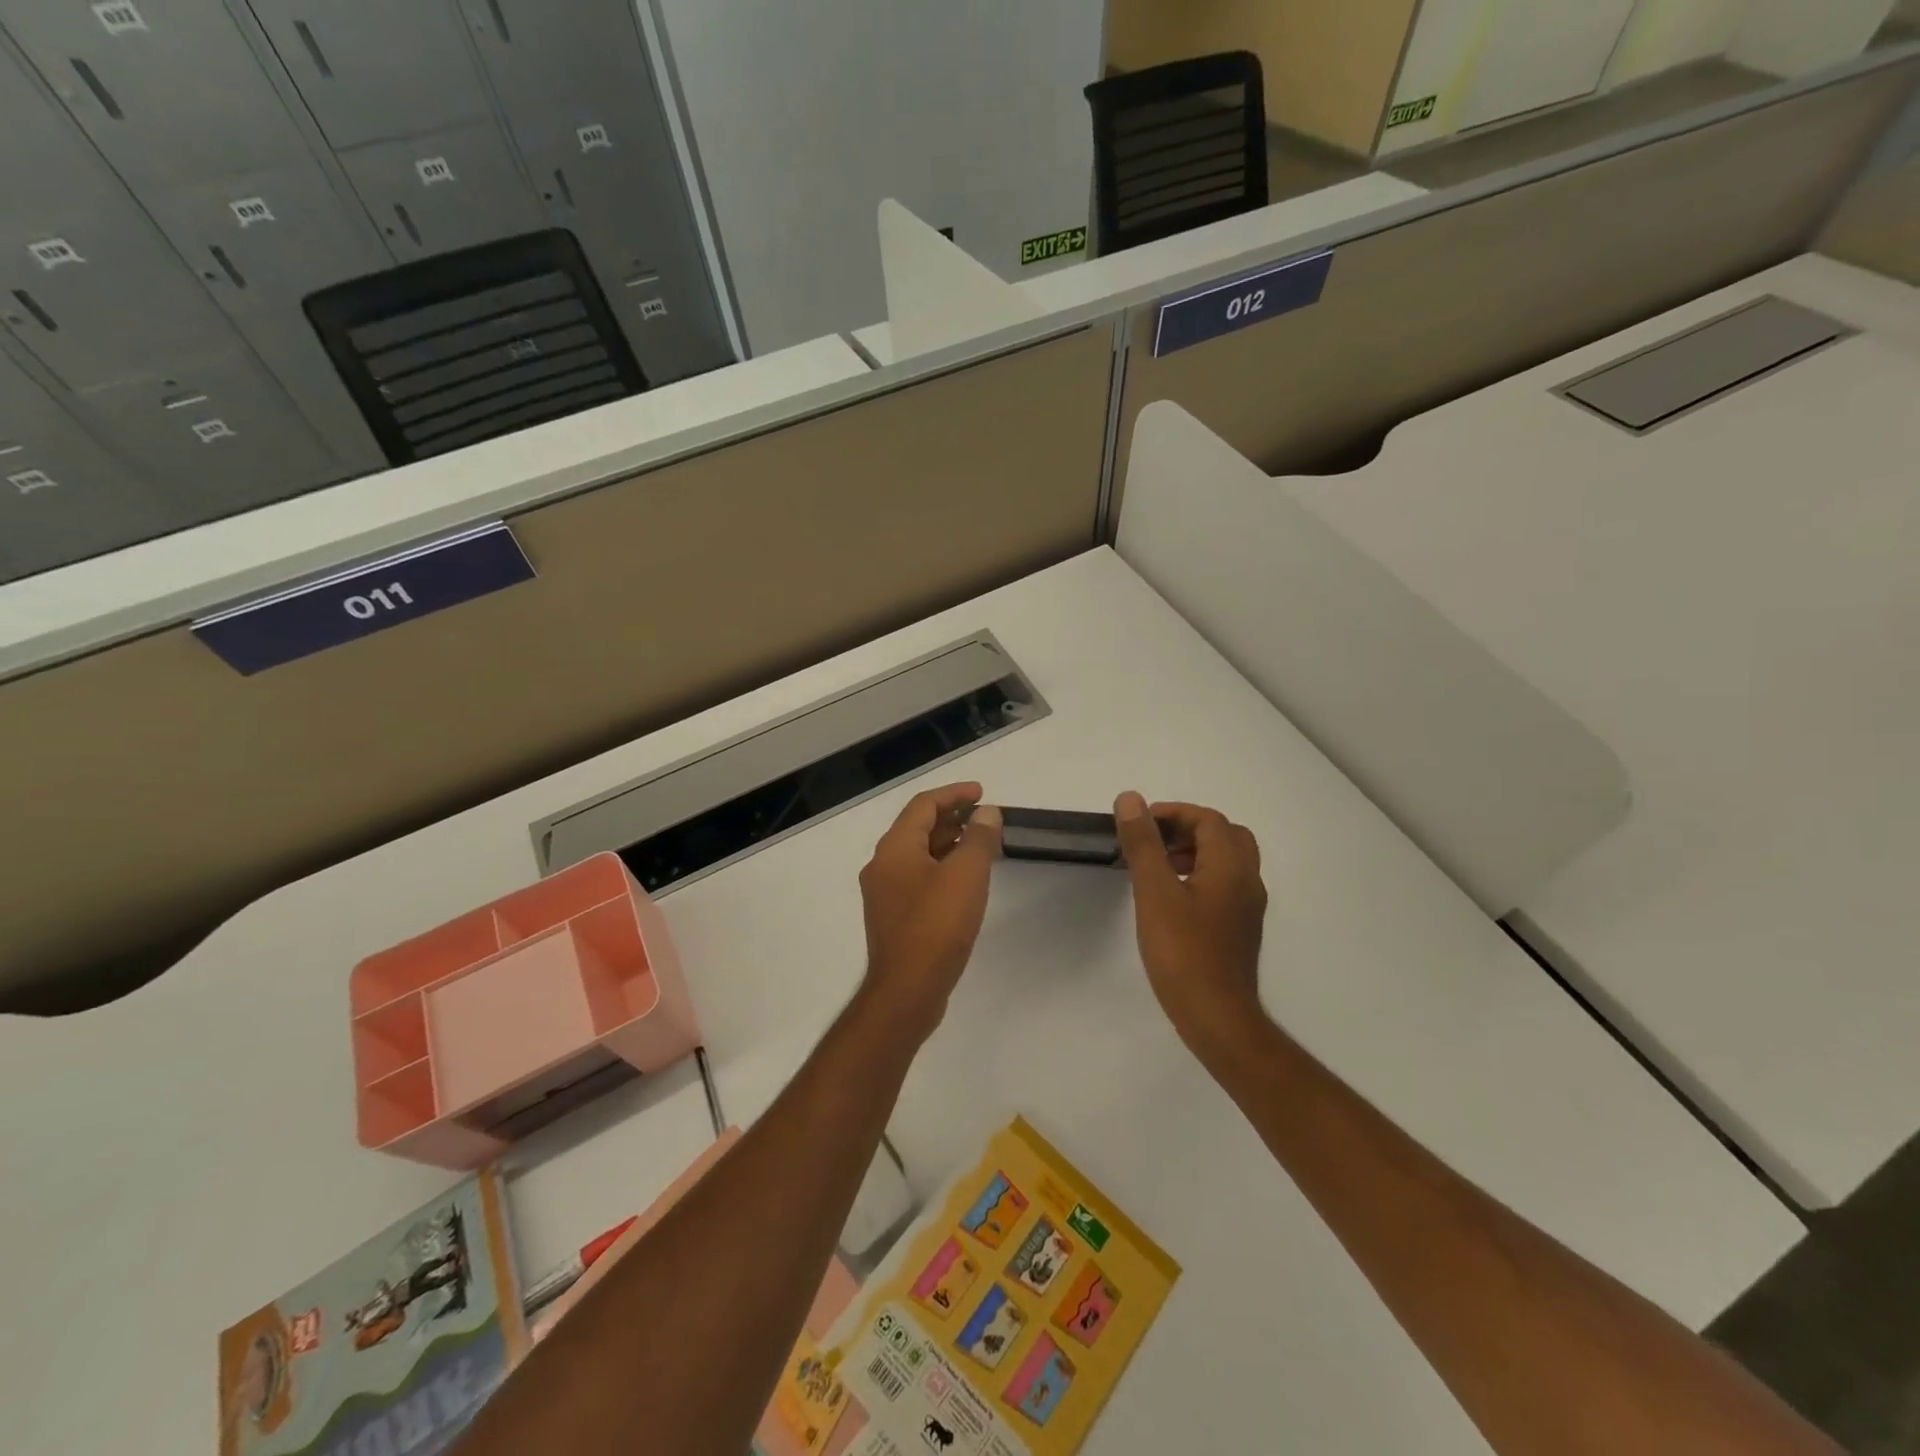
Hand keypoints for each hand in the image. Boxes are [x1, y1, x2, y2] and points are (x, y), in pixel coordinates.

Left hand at [857, 783, 1002, 1043]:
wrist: (907, 991)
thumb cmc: (936, 926)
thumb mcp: (965, 875)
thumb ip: (978, 838)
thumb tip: (986, 813)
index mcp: (894, 849)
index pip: (923, 805)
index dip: (954, 793)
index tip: (982, 792)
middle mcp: (882, 865)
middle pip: (917, 828)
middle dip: (952, 817)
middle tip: (985, 817)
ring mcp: (885, 894)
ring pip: (918, 855)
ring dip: (948, 843)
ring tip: (981, 844)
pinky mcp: (894, 917)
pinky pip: (919, 878)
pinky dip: (942, 868)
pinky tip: (965, 880)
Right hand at [1113, 792, 1268, 1059]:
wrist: (1217, 1018)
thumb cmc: (1183, 952)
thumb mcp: (1154, 892)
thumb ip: (1143, 844)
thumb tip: (1131, 800)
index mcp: (1231, 866)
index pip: (1208, 819)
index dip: (1173, 813)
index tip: (1139, 824)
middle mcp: (1247, 881)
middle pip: (1224, 836)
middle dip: (1187, 830)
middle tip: (1152, 842)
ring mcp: (1247, 908)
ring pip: (1226, 861)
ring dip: (1193, 852)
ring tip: (1156, 868)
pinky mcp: (1239, 929)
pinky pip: (1223, 885)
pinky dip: (1199, 876)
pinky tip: (1170, 899)